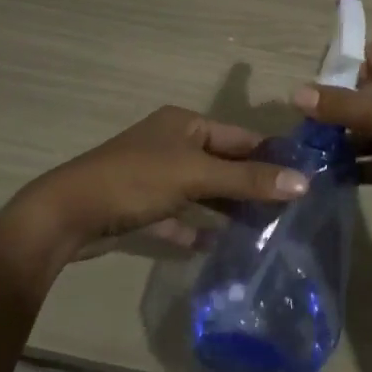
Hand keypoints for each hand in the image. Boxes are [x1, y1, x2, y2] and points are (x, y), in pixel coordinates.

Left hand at [8, 106, 306, 257]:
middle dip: (251, 184)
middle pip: (221, 163)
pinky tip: (218, 246)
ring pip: (201, 190)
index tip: (303, 178)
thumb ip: (248, 179)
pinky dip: (196, 229)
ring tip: (265, 229)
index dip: (270, 155)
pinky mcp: (141, 207)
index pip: (239, 136)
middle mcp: (170, 144)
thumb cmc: (135, 181)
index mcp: (184, 124)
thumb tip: (304, 182)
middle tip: (289, 210)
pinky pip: (178, 216)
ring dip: (227, 207)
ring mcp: (154, 176)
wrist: (67, 215)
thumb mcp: (195, 176)